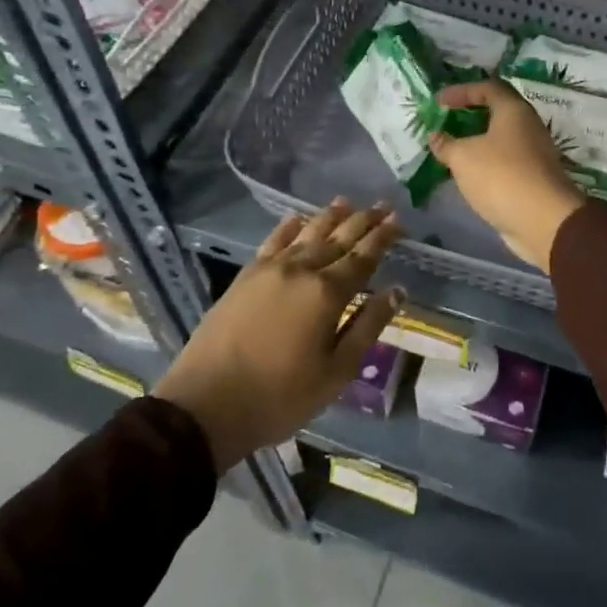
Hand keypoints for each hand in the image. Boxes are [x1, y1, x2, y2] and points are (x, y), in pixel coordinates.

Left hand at [155, 199, 405, 472]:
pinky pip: (273, 240)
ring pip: (308, 233)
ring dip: (330, 216)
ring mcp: (271, 268)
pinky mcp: (246, 275)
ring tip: (347, 202)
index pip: (363, 256)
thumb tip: (397, 291)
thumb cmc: (280, 396)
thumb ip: (367, 326)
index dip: (383, 237)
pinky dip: (290, 226)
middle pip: (339, 237)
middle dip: (364, 220)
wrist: (206, 404)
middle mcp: (302, 269)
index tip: (399, 221)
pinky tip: (298, 218)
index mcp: (328, 292)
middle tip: (383, 206)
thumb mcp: (336, 372)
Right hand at [430, 80, 586, 272]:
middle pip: (496, 111)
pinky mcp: (533, 177)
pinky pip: (504, 161)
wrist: (543, 221)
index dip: (461, 91)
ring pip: (500, 138)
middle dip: (469, 116)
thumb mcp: (463, 157)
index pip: (488, 87)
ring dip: (476, 142)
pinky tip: (468, 173)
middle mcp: (528, 126)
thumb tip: (436, 136)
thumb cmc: (501, 176)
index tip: (439, 102)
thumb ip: (446, 144)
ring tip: (451, 150)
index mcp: (514, 111)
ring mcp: (533, 153)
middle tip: (446, 123)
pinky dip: (485, 162)